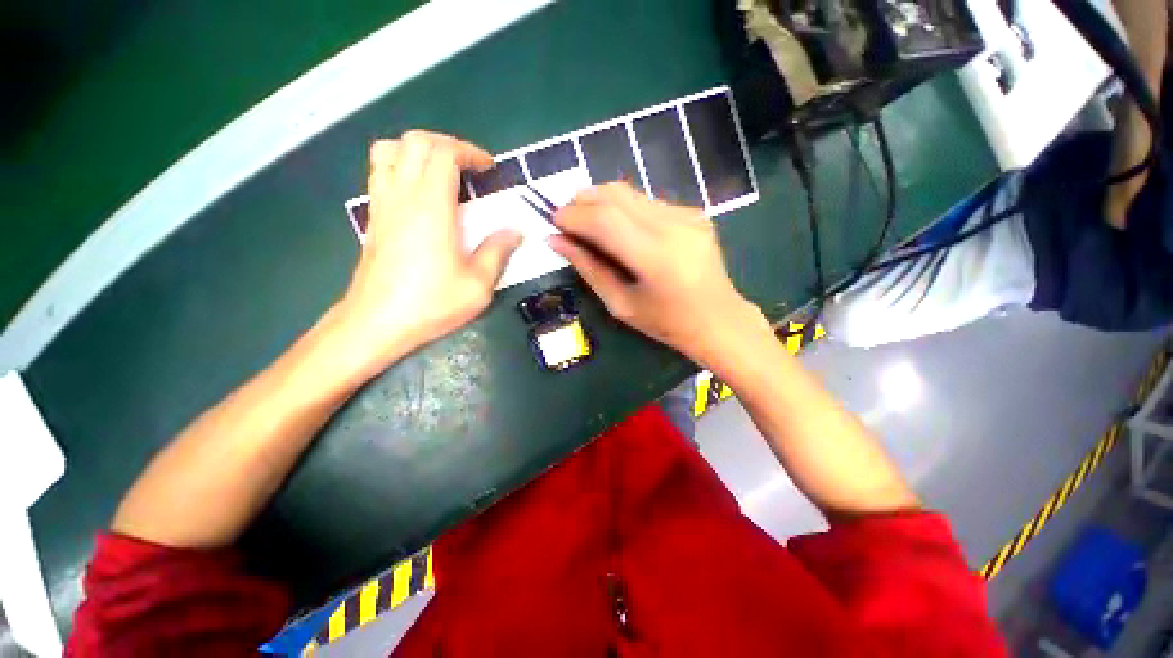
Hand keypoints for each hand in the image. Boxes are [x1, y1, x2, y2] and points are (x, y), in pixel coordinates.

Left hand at [333, 130, 521, 372]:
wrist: (376, 323)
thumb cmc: (431, 303)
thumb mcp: (478, 285)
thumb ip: (497, 252)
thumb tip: (514, 232)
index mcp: (431, 207)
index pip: (443, 153)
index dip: (469, 152)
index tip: (489, 169)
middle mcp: (402, 196)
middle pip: (415, 141)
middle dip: (447, 144)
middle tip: (470, 168)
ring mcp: (382, 204)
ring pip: (390, 150)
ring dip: (418, 151)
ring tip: (442, 173)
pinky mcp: (373, 218)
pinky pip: (381, 172)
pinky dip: (402, 166)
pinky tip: (420, 194)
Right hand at [549, 183, 768, 367]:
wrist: (719, 320)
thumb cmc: (666, 323)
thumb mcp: (620, 304)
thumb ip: (588, 268)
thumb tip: (555, 241)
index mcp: (656, 257)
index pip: (604, 219)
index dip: (573, 215)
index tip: (553, 222)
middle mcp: (674, 226)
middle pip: (616, 194)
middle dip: (583, 201)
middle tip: (566, 220)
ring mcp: (688, 215)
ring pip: (631, 193)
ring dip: (602, 202)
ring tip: (588, 224)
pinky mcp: (694, 212)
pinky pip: (647, 202)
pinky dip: (625, 210)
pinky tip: (620, 230)